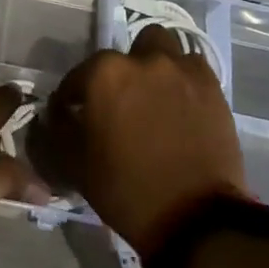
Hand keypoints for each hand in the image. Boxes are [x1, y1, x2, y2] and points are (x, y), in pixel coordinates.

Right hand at [33, 27, 247, 255]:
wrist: (195, 220)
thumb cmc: (127, 191)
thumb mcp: (75, 165)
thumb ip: (58, 129)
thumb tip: (57, 113)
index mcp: (104, 74)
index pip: (77, 77)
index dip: (72, 98)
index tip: (74, 116)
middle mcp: (141, 60)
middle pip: (124, 53)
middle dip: (119, 74)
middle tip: (121, 103)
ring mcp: (180, 69)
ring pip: (161, 47)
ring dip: (153, 64)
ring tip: (154, 94)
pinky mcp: (211, 86)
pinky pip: (192, 67)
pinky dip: (184, 78)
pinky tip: (182, 103)